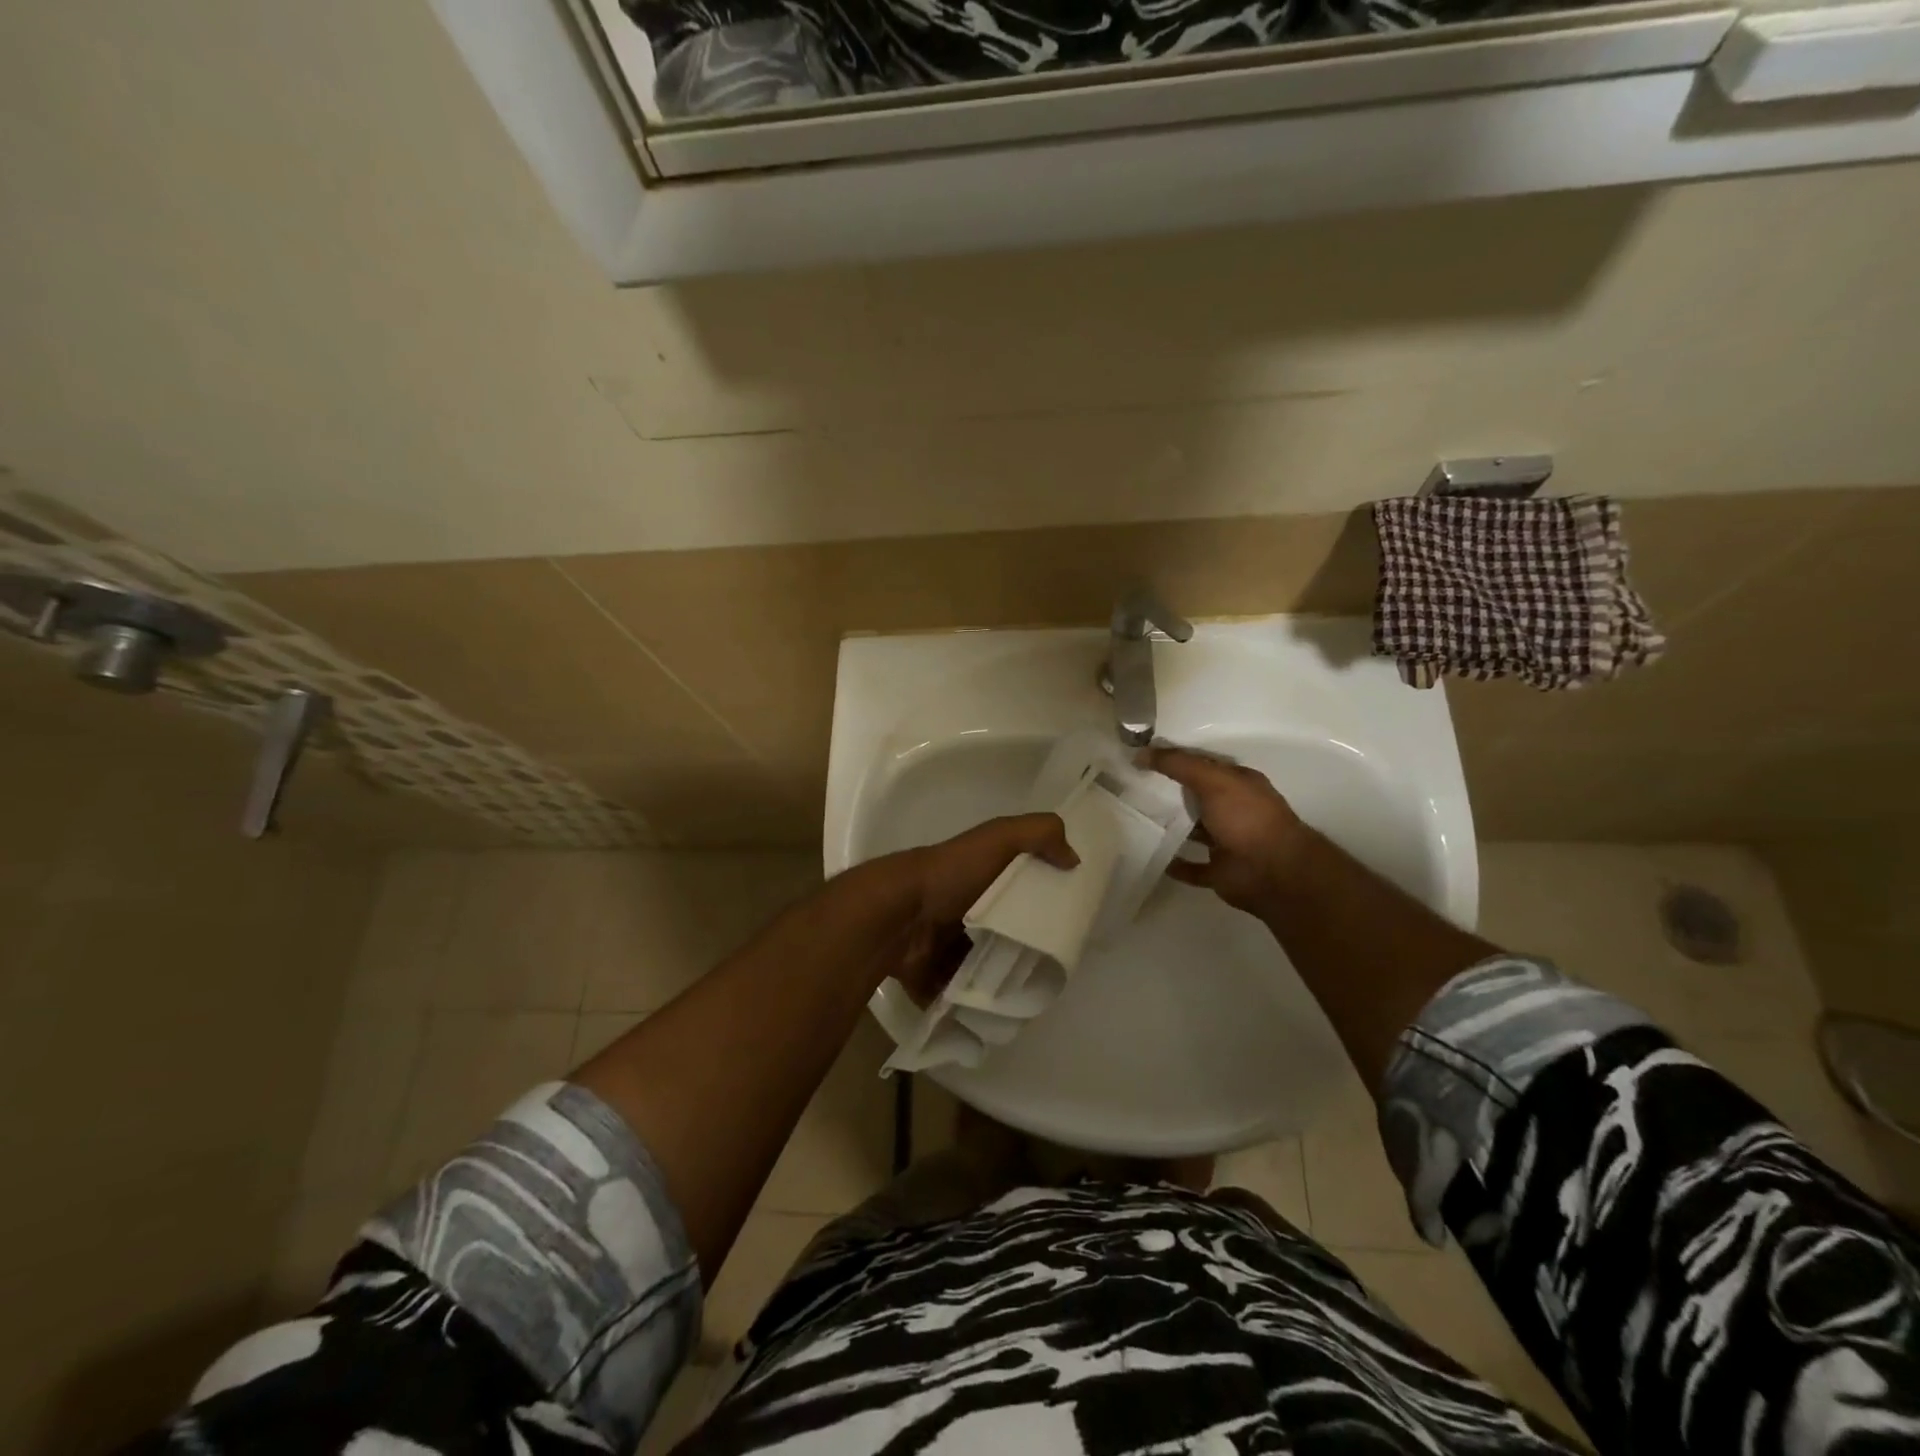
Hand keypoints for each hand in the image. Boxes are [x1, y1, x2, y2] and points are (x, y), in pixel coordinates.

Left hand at [874, 813, 1078, 1001]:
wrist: (898, 915)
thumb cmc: (952, 874)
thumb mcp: (1000, 838)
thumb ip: (1039, 834)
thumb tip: (1074, 859)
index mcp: (979, 877)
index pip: (1018, 889)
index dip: (1041, 901)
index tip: (1068, 925)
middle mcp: (962, 909)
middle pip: (1003, 932)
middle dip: (1025, 950)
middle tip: (1052, 970)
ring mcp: (944, 946)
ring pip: (984, 968)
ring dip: (1003, 982)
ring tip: (1030, 997)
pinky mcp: (932, 978)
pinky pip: (960, 996)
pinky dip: (976, 1005)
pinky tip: (1000, 1014)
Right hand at [1145, 746, 1313, 915]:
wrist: (1273, 872)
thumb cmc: (1246, 818)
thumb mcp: (1212, 780)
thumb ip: (1178, 764)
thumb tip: (1141, 753)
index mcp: (1238, 783)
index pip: (1202, 765)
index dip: (1173, 759)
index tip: (1140, 758)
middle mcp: (1233, 810)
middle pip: (1195, 797)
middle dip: (1168, 792)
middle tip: (1129, 787)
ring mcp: (1227, 842)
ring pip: (1193, 831)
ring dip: (1170, 828)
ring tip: (1135, 820)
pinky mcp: (1220, 871)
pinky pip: (1192, 867)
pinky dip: (1176, 864)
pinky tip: (1151, 857)